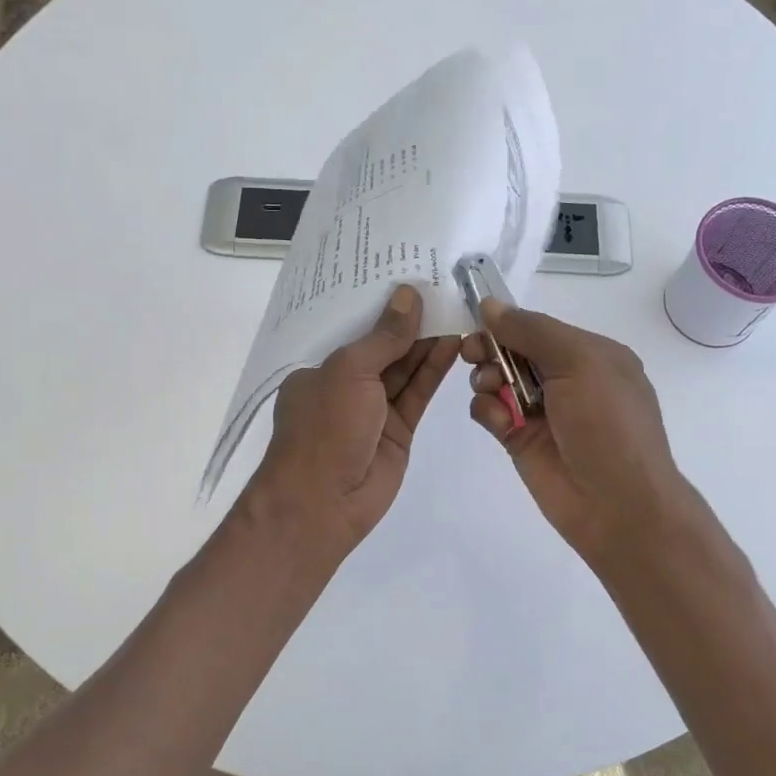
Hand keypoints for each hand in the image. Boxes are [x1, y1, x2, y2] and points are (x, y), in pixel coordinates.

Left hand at [246, 285, 459, 560]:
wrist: (323, 504)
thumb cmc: (324, 428)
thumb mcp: (349, 371)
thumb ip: (384, 336)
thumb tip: (409, 295)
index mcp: (319, 365)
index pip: (351, 325)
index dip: (378, 301)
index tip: (406, 271)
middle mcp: (345, 383)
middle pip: (382, 344)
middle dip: (409, 319)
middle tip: (443, 284)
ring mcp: (373, 407)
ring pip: (405, 367)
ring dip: (428, 341)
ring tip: (457, 307)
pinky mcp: (399, 428)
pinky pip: (418, 392)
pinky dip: (435, 369)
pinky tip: (455, 342)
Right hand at [463, 301, 700, 572]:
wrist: (617, 504)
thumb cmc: (607, 424)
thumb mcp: (579, 362)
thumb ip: (532, 331)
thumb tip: (490, 305)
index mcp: (591, 355)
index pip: (539, 327)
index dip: (507, 322)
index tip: (477, 319)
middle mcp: (566, 380)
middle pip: (513, 351)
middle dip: (490, 348)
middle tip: (471, 353)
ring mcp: (541, 411)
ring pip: (497, 380)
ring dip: (486, 378)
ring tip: (490, 390)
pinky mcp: (520, 440)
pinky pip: (490, 413)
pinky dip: (486, 410)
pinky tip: (498, 421)